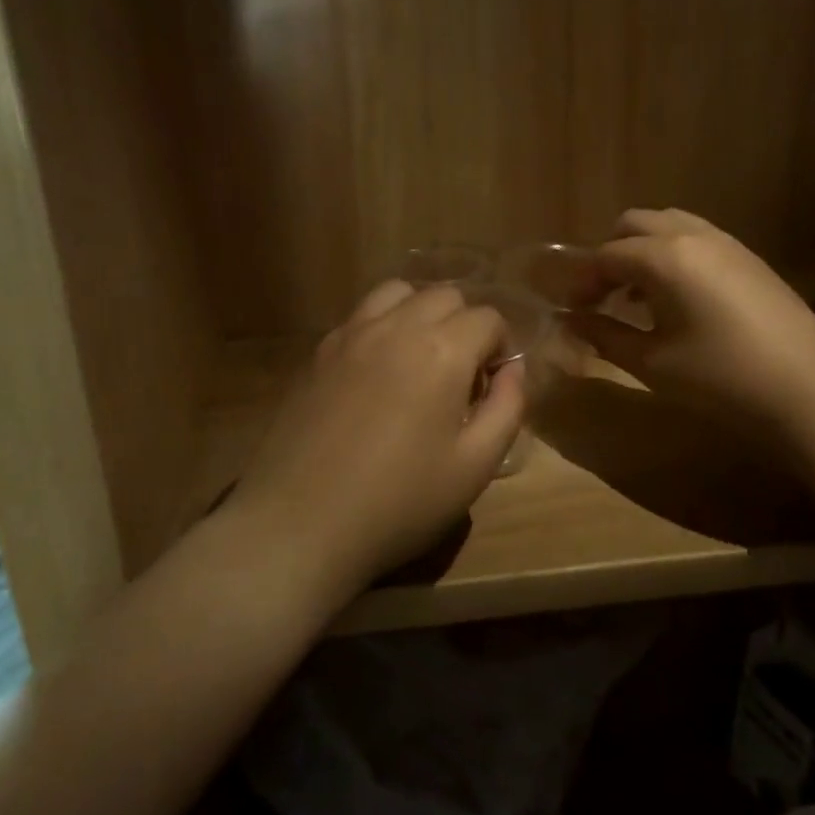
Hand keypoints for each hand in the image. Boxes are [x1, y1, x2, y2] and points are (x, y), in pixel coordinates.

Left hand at [230, 281, 526, 595]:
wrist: (301, 522)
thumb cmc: (400, 501)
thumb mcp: (475, 465)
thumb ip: (507, 408)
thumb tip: (513, 370)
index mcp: (442, 350)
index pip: (488, 318)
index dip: (500, 348)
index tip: (491, 386)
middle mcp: (396, 326)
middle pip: (444, 295)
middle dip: (464, 325)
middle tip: (460, 376)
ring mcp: (350, 334)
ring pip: (397, 292)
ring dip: (420, 314)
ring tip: (419, 361)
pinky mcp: (318, 352)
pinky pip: (360, 316)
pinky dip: (382, 326)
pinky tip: (377, 373)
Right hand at [566, 208, 814, 427]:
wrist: (807, 390)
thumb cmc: (719, 378)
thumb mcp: (652, 362)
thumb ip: (605, 335)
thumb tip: (572, 322)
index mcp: (665, 257)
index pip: (607, 255)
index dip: (583, 280)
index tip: (571, 310)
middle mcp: (694, 236)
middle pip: (635, 224)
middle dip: (610, 254)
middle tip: (602, 296)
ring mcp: (727, 243)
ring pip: (669, 225)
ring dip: (643, 251)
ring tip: (637, 297)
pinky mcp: (750, 259)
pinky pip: (697, 239)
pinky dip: (673, 256)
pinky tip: (677, 300)